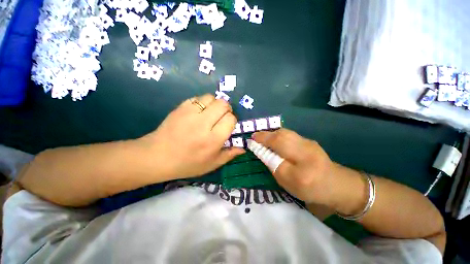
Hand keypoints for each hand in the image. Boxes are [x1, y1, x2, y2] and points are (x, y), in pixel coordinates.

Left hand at [142, 94, 244, 178]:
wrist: (157, 156)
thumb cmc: (187, 164)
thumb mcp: (212, 164)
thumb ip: (229, 155)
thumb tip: (243, 148)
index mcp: (213, 140)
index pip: (230, 119)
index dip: (232, 120)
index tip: (227, 125)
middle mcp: (203, 124)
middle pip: (223, 104)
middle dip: (226, 109)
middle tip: (221, 117)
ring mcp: (190, 113)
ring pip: (211, 98)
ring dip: (215, 104)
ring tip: (210, 113)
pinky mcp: (180, 107)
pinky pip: (198, 98)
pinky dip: (202, 103)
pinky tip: (199, 112)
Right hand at [252, 129, 336, 205]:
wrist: (336, 185)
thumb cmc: (310, 189)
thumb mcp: (288, 183)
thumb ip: (274, 166)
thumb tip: (262, 151)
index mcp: (302, 168)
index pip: (279, 153)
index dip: (263, 143)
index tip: (251, 140)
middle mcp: (306, 151)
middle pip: (282, 136)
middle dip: (266, 135)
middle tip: (255, 137)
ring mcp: (309, 143)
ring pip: (285, 133)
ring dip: (271, 133)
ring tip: (263, 137)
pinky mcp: (309, 140)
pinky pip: (289, 134)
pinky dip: (278, 134)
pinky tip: (274, 139)